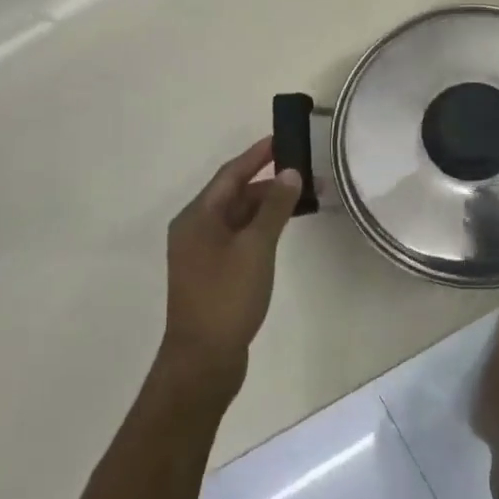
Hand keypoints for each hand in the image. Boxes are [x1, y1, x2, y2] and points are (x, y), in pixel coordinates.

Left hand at [160, 137, 303, 393]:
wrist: (203, 360)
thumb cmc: (227, 297)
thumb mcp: (256, 247)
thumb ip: (274, 208)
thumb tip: (289, 173)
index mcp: (197, 217)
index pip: (230, 174)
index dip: (256, 155)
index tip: (282, 139)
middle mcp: (194, 229)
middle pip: (233, 194)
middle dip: (267, 182)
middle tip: (304, 173)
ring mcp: (201, 253)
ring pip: (237, 217)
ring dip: (266, 207)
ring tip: (301, 199)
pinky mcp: (212, 274)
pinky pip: (238, 237)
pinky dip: (259, 228)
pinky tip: (281, 231)